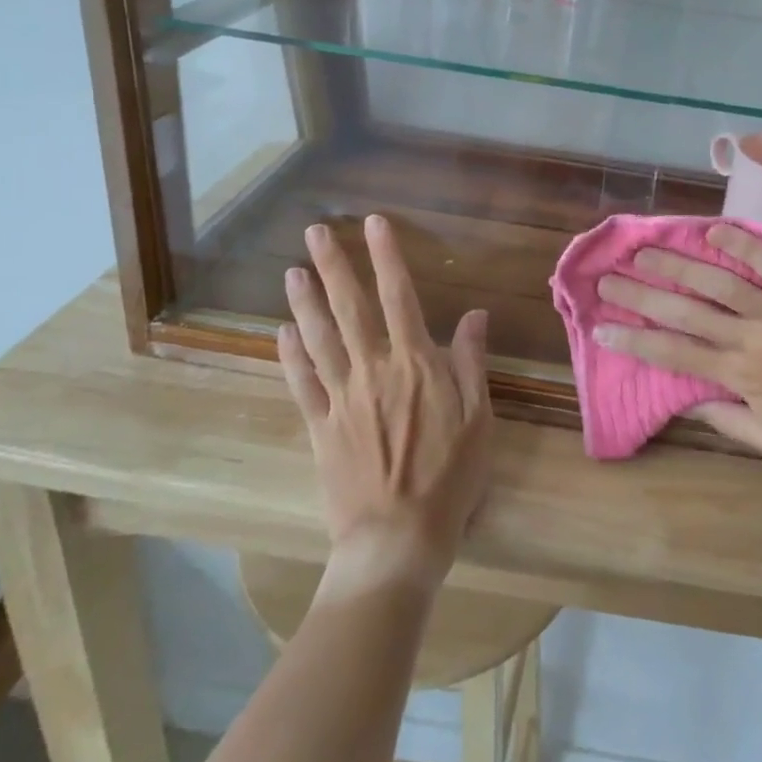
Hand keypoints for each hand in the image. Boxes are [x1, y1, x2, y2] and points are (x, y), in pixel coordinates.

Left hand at [280, 214, 492, 596]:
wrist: (397, 538)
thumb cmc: (450, 477)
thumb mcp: (478, 417)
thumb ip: (471, 362)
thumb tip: (475, 314)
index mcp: (415, 363)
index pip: (400, 296)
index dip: (386, 256)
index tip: (374, 223)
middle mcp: (373, 369)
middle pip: (350, 308)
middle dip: (334, 266)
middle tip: (315, 231)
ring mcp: (341, 397)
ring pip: (319, 338)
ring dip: (305, 302)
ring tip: (292, 270)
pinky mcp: (320, 426)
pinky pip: (302, 383)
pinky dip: (291, 355)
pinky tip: (282, 332)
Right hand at [593, 224, 761, 503]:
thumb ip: (725, 420)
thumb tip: (686, 401)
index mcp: (739, 377)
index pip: (673, 353)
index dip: (633, 339)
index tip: (601, 325)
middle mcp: (750, 338)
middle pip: (683, 310)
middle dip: (640, 293)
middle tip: (607, 277)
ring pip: (718, 281)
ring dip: (677, 263)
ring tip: (644, 249)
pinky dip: (741, 242)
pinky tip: (712, 230)